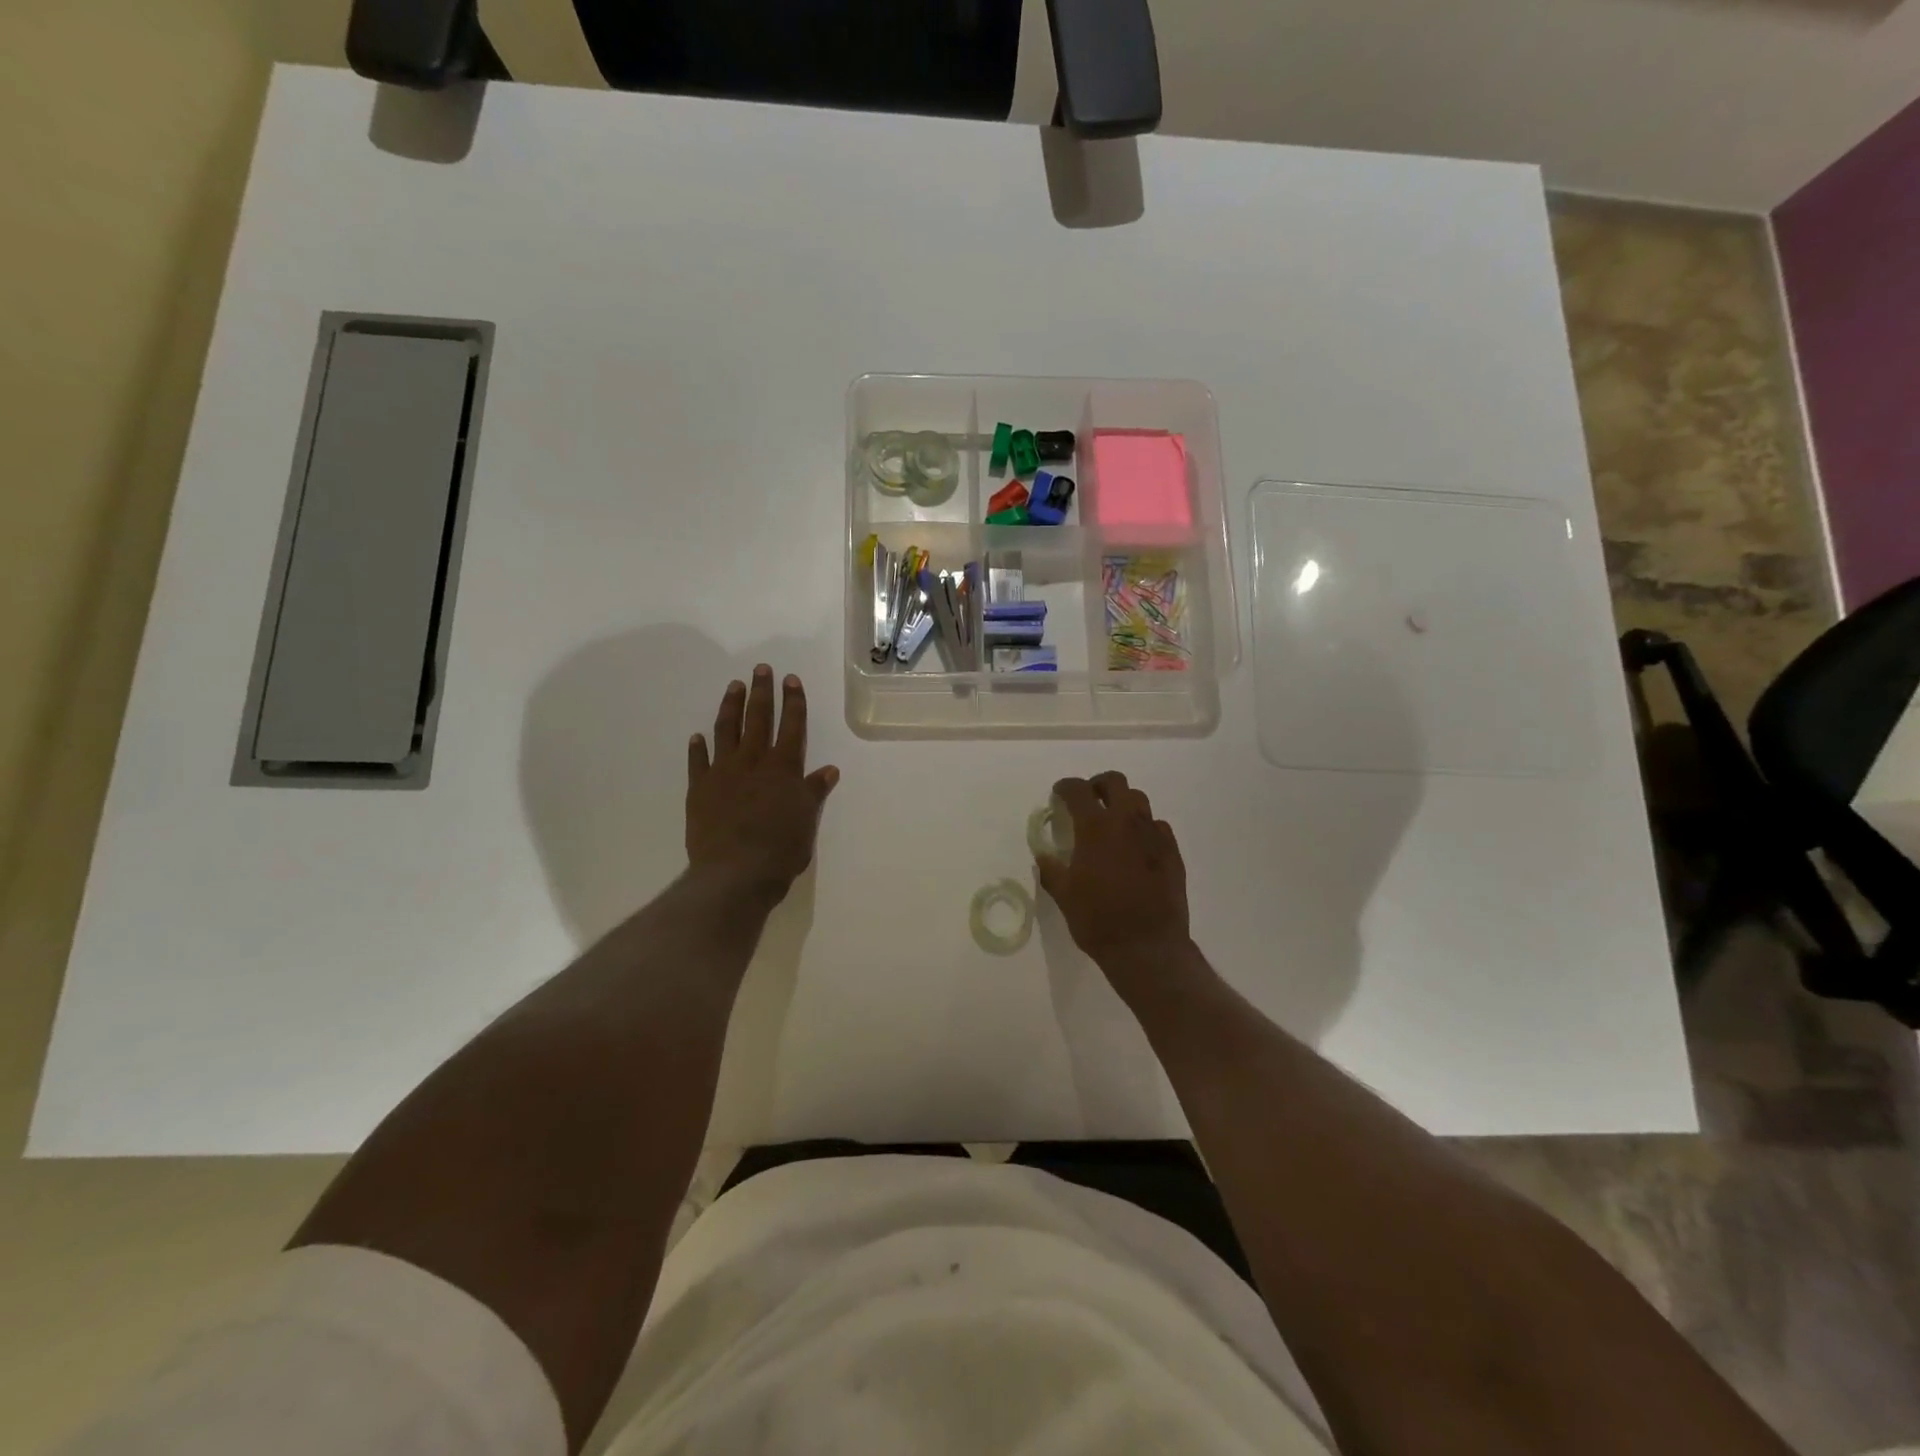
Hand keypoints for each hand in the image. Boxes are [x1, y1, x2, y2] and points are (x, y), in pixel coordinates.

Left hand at [687, 666, 838, 899]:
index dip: (793, 701)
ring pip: (727, 731)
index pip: (792, 726)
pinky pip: (698, 762)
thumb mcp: (807, 820)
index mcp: (784, 768)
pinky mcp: (700, 789)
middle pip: (758, 719)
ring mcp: (723, 773)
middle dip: (761, 692)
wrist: (735, 872)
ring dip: (731, 707)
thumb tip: (828, 770)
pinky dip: (699, 747)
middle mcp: (753, 762)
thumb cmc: (781, 848)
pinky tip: (698, 736)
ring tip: (734, 686)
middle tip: (761, 669)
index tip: (790, 679)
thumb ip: (814, 791)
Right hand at [1035, 772, 1189, 975]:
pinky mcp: (1172, 852)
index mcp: (1095, 828)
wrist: (1147, 948)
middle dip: (1098, 785)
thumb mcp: (1064, 895)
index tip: (1059, 793)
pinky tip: (1136, 848)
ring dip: (1123, 804)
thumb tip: (1044, 856)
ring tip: (1113, 823)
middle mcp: (1126, 822)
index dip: (1066, 787)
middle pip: (1115, 782)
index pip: (1078, 790)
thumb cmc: (1098, 920)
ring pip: (1139, 801)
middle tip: (1089, 800)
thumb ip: (1051, 869)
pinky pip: (1158, 827)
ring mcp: (1154, 835)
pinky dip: (1144, 828)